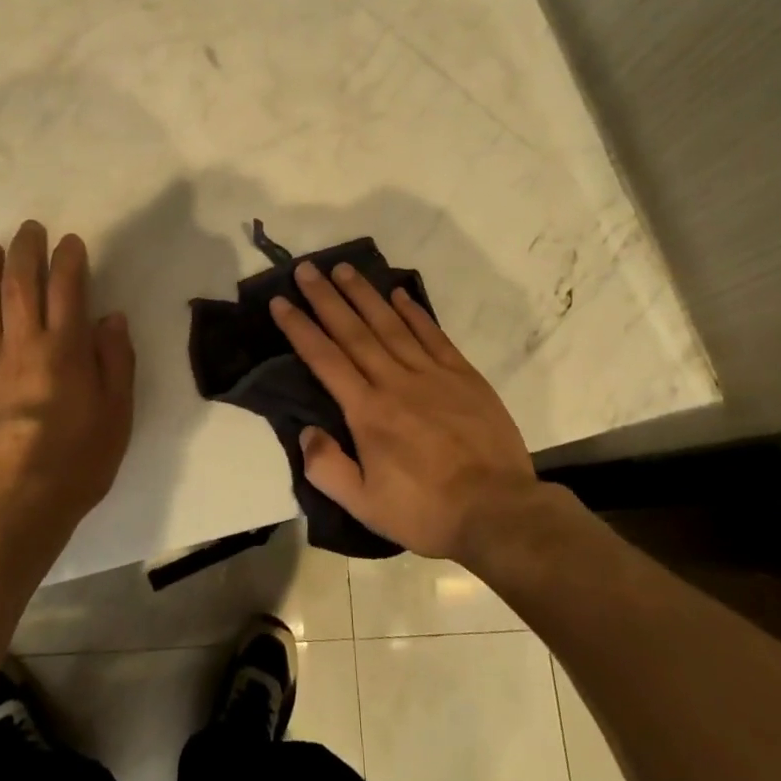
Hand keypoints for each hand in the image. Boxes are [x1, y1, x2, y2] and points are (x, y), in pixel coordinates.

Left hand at [0, 221, 135, 547]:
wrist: (15, 505)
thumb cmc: (77, 461)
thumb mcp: (117, 412)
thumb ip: (115, 360)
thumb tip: (110, 316)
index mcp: (64, 350)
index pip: (67, 289)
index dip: (68, 260)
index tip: (69, 241)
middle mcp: (23, 346)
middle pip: (21, 286)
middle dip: (25, 252)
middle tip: (28, 229)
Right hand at [271, 261, 536, 560]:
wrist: (499, 512)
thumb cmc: (426, 512)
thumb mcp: (364, 506)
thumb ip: (327, 468)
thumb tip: (306, 431)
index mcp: (368, 412)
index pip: (325, 359)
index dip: (300, 328)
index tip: (281, 301)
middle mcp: (395, 382)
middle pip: (354, 331)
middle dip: (326, 298)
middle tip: (307, 268)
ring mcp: (433, 375)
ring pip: (391, 324)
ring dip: (365, 294)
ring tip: (344, 268)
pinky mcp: (464, 376)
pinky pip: (433, 335)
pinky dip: (414, 312)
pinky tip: (399, 294)